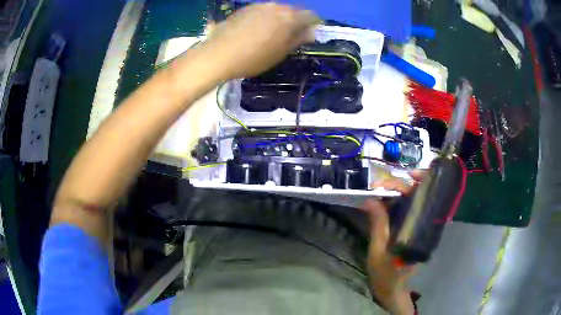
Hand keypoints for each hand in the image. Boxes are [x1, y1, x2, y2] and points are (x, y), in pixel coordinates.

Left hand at [202, 3, 319, 79]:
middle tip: (292, 35)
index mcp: (289, 18)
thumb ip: (297, 39)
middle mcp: (276, 7)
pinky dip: (267, 17)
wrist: (218, 54)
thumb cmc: (253, 58)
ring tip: (274, 33)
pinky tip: (258, 29)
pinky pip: (263, 10)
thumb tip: (310, 32)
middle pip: (293, 11)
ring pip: (277, 9)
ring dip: (281, 18)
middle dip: (296, 21)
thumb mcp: (280, 53)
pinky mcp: (245, 8)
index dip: (313, 24)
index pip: (310, 16)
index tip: (310, 34)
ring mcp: (259, 6)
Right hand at [363, 171, 424, 314]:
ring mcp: (419, 227)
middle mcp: (424, 225)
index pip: (420, 199)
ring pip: (412, 202)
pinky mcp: (413, 230)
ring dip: (397, 193)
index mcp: (419, 230)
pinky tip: (385, 202)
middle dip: (400, 186)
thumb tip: (371, 199)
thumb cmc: (385, 272)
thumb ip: (378, 224)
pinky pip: (407, 210)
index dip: (408, 185)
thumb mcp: (379, 249)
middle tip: (379, 187)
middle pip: (418, 196)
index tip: (390, 182)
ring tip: (380, 192)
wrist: (391, 288)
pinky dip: (396, 203)